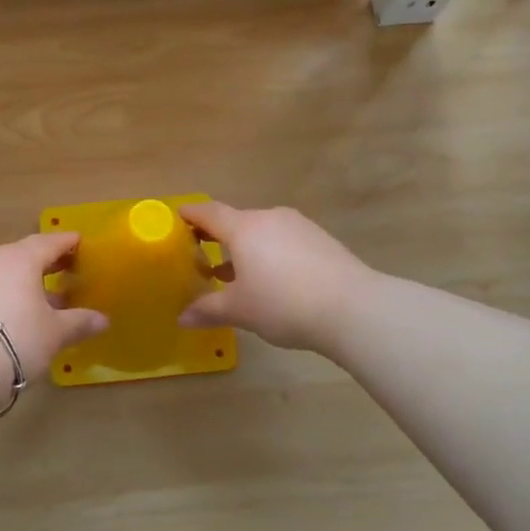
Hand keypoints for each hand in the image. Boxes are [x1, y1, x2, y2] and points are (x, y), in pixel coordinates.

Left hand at [0, 232, 109, 378]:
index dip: (66, 243)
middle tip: (64, 269)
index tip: (80, 242)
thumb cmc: (17, 339)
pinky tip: (11, 311)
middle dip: (44, 263)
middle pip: (22, 254)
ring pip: (0, 271)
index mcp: (20, 258)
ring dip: (21, 280)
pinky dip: (1, 293)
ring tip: (39, 297)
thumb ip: (79, 322)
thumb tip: (103, 320)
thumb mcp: (54, 333)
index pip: (49, 242)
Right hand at [178, 203, 370, 352]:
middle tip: (200, 256)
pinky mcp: (320, 239)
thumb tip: (182, 317)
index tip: (177, 217)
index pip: (209, 212)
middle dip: (217, 237)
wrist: (352, 308)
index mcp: (244, 228)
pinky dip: (269, 253)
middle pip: (236, 221)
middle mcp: (270, 218)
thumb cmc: (283, 303)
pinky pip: (283, 240)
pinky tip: (270, 279)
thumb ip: (208, 310)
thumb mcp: (240, 310)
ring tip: (233, 274)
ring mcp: (298, 226)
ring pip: (261, 232)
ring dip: (244, 248)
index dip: (190, 215)